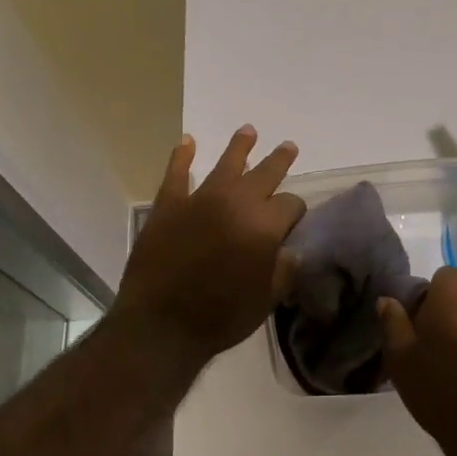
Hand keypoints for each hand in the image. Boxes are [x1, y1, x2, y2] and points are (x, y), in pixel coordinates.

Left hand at [110, 127, 305, 363]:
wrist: (161, 325)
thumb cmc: (220, 317)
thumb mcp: (265, 300)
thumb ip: (283, 271)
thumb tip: (291, 251)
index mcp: (265, 226)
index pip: (291, 204)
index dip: (295, 211)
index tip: (293, 219)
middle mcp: (237, 202)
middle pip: (265, 173)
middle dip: (279, 161)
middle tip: (288, 147)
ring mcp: (200, 199)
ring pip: (227, 163)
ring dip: (240, 146)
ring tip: (248, 130)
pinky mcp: (169, 204)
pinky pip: (177, 172)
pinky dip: (182, 155)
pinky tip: (187, 142)